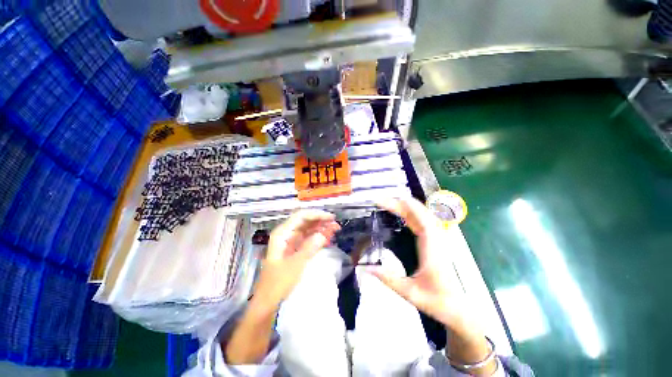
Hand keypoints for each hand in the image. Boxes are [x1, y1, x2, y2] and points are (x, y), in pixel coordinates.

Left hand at [254, 210, 340, 307]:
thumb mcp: (296, 265)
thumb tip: (324, 233)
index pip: (301, 216)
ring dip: (321, 228)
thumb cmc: (278, 284)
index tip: (331, 218)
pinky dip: (318, 237)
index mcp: (282, 233)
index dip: (317, 214)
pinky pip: (308, 239)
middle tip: (336, 225)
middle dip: (321, 221)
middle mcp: (286, 234)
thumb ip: (310, 247)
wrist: (267, 302)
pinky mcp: (294, 249)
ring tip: (335, 229)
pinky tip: (327, 237)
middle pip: (305, 221)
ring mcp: (290, 241)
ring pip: (308, 229)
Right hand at [374, 197, 496, 374]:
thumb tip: (366, 268)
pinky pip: (423, 220)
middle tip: (381, 201)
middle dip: (400, 204)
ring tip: (388, 203)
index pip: (421, 219)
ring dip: (405, 206)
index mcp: (432, 248)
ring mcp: (437, 238)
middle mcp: (436, 239)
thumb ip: (388, 279)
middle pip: (420, 213)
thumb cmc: (437, 301)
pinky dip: (411, 213)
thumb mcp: (410, 293)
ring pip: (422, 215)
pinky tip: (401, 214)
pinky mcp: (435, 241)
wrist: (458, 308)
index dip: (406, 207)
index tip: (390, 200)